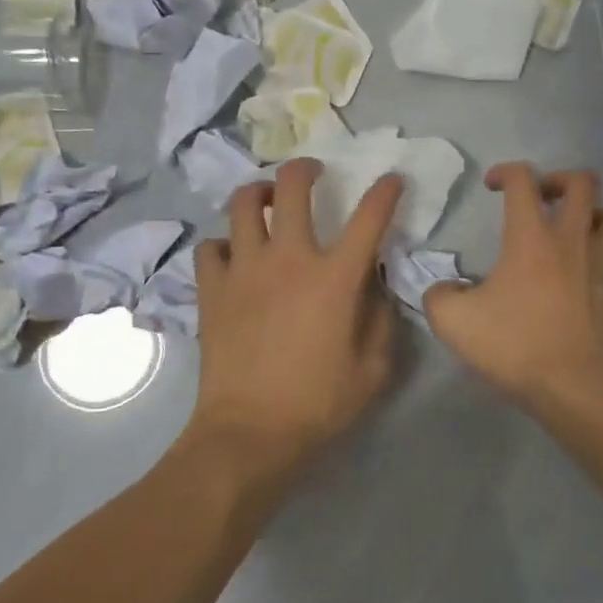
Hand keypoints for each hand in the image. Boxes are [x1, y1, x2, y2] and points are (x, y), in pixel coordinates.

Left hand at [190, 159, 403, 483]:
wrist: (249, 434)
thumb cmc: (318, 404)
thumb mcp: (372, 370)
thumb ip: (381, 320)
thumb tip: (375, 286)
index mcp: (334, 278)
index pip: (368, 218)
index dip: (385, 192)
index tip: (391, 180)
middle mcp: (288, 259)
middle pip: (292, 188)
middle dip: (306, 168)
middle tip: (313, 172)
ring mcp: (244, 270)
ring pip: (243, 205)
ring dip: (258, 194)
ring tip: (266, 201)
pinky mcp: (212, 289)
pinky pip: (210, 247)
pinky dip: (223, 245)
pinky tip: (233, 258)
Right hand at [424, 163, 602, 415]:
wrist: (577, 387)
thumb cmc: (516, 345)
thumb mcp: (454, 322)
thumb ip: (438, 296)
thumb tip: (443, 290)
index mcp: (532, 236)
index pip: (523, 179)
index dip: (505, 172)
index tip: (491, 186)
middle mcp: (572, 239)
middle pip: (583, 182)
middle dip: (559, 180)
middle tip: (540, 200)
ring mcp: (602, 264)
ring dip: (597, 211)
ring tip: (576, 228)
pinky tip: (584, 274)